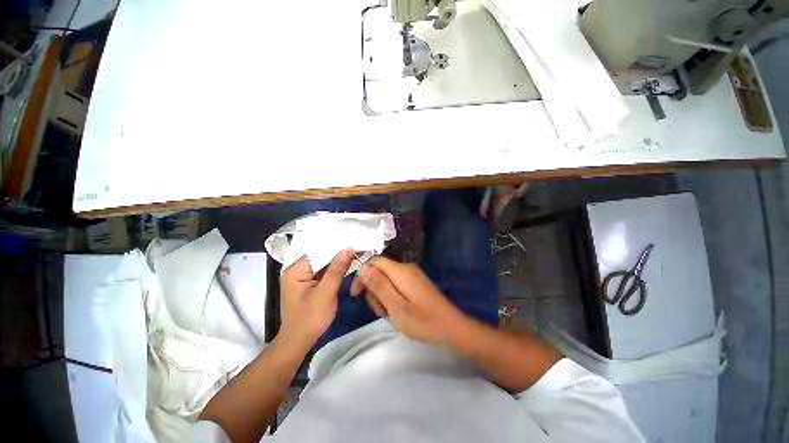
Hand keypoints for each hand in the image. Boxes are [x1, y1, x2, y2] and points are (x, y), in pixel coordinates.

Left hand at [279, 250, 353, 350]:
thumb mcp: (325, 293)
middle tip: (359, 244)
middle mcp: (297, 268)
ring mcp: (303, 275)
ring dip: (339, 260)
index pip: (318, 250)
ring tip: (357, 250)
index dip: (337, 244)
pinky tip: (349, 262)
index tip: (354, 239)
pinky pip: (324, 270)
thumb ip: (337, 270)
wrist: (299, 342)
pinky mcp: (310, 282)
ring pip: (324, 262)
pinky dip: (336, 268)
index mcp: (295, 269)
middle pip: (321, 255)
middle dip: (339, 252)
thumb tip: (349, 248)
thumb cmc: (309, 319)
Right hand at [351, 257, 467, 345]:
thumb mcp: (396, 306)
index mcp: (401, 271)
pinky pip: (397, 284)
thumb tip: (362, 267)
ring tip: (389, 314)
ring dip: (382, 295)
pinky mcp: (416, 283)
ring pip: (387, 279)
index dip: (362, 274)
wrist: (452, 328)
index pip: (375, 261)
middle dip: (373, 288)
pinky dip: (391, 296)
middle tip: (379, 310)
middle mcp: (406, 268)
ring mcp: (412, 276)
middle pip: (380, 270)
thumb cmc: (423, 321)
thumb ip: (379, 285)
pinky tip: (396, 311)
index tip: (356, 294)